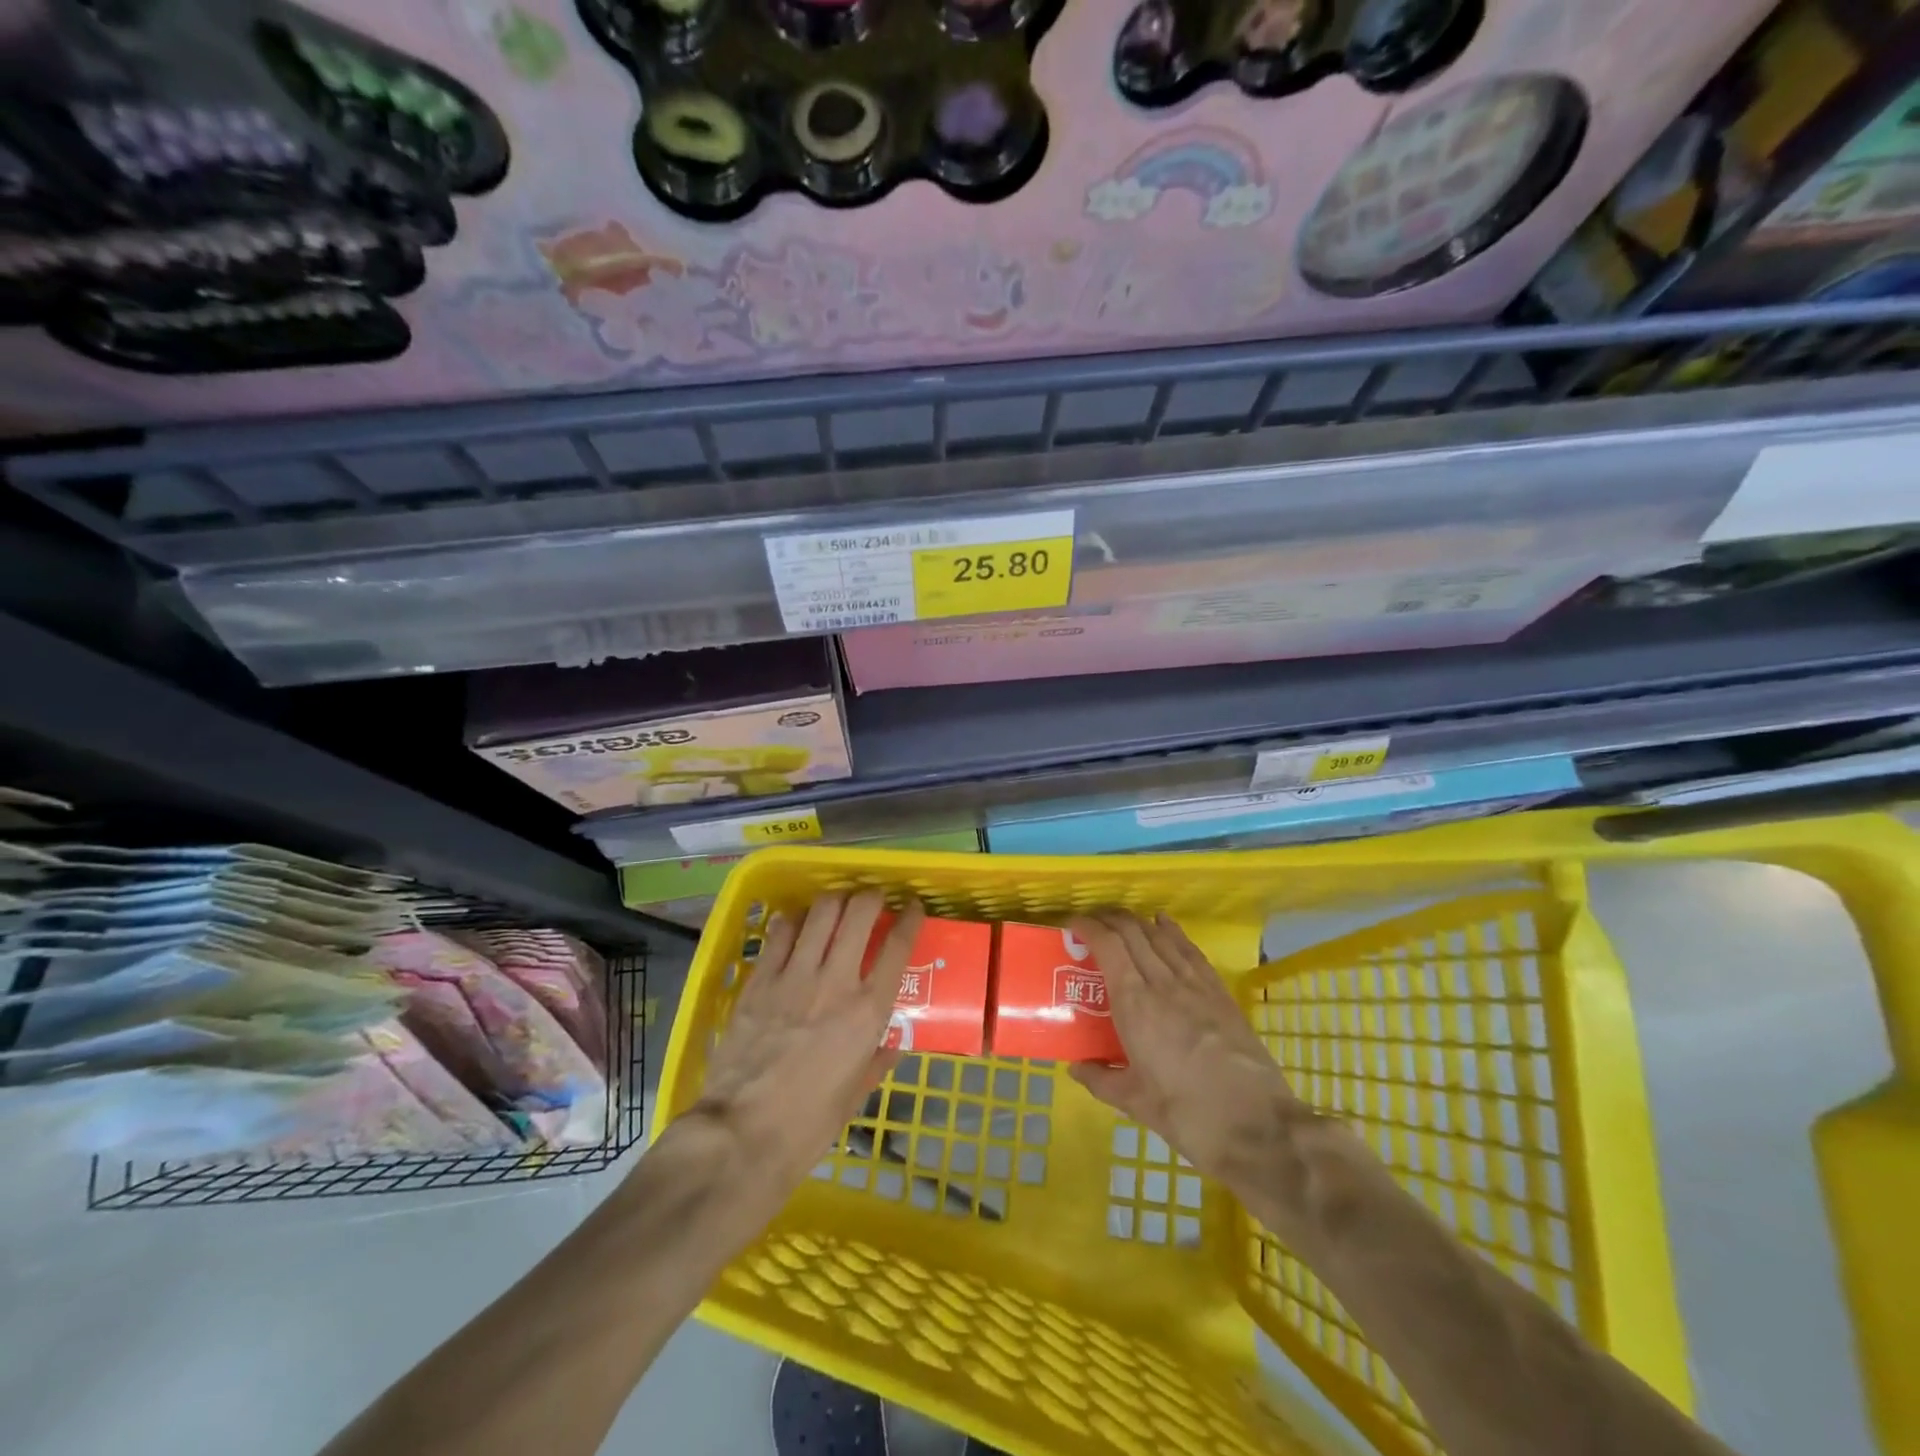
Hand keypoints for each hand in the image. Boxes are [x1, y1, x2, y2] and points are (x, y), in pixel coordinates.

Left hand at [692, 891, 925, 1193]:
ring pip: (820, 913)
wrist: (742, 1134)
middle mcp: (836, 981)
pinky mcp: (759, 980)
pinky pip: (780, 934)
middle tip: (873, 901)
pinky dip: (793, 922)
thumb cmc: (808, 1124)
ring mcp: (794, 976)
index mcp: (868, 1011)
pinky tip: (796, 925)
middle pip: (859, 914)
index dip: (910, 919)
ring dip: (835, 902)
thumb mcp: (855, 1096)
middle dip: (871, 897)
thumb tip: (891, 1046)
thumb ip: (876, 1062)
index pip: (897, 947)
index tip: (912, 908)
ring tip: (837, 906)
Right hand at [1068, 911, 1307, 1183]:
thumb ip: (1101, 1079)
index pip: (1108, 945)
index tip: (1071, 926)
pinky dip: (1171, 931)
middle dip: (1107, 919)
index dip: (1087, 927)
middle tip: (1090, 926)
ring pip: (1160, 935)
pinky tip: (1163, 923)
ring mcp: (1195, 984)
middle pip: (1132, 931)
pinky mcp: (1220, 992)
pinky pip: (1189, 949)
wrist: (1259, 1127)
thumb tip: (1076, 1067)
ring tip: (1119, 924)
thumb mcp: (1135, 1103)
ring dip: (1135, 922)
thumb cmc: (1188, 1115)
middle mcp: (1162, 982)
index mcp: (1135, 1003)